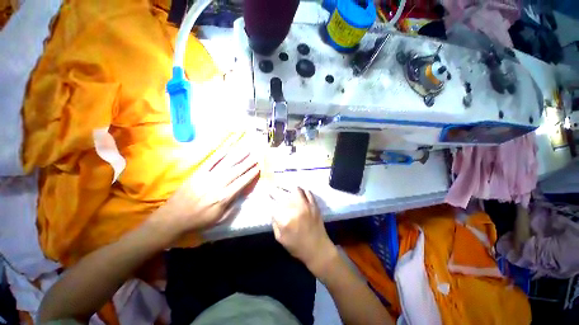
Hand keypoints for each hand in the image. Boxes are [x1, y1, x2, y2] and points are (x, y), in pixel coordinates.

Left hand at [154, 148, 259, 236]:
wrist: (174, 218)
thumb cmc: (199, 220)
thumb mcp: (219, 219)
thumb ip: (233, 206)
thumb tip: (242, 194)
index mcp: (224, 197)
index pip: (242, 183)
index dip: (251, 175)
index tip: (258, 168)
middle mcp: (217, 185)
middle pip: (236, 171)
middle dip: (248, 163)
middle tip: (256, 156)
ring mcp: (207, 177)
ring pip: (226, 165)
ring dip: (238, 156)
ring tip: (247, 150)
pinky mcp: (198, 173)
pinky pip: (211, 162)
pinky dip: (220, 154)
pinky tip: (228, 149)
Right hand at [270, 187, 336, 274]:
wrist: (317, 248)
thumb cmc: (297, 246)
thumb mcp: (280, 238)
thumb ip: (275, 222)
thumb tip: (273, 210)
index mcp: (284, 219)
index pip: (272, 204)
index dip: (268, 199)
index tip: (266, 196)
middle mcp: (294, 209)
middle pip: (281, 194)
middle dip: (274, 190)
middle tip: (272, 189)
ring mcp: (306, 205)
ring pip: (295, 189)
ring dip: (288, 188)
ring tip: (285, 188)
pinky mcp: (314, 205)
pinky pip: (308, 192)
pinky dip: (302, 190)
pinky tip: (298, 192)